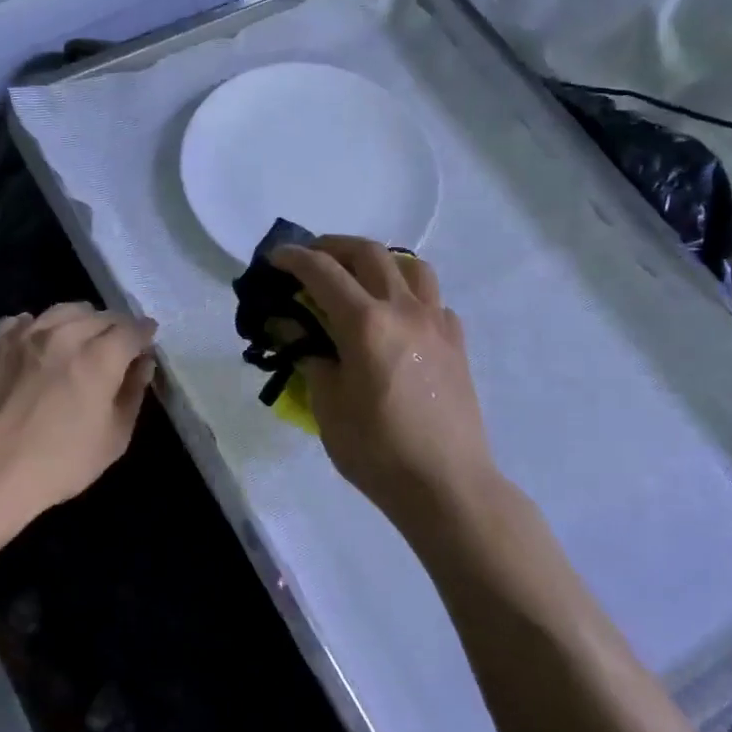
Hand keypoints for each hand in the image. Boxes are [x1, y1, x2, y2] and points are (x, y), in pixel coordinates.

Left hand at [0, 303, 156, 523]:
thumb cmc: (58, 463)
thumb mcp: (113, 439)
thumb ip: (133, 394)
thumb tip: (143, 364)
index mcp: (100, 356)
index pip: (132, 329)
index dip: (145, 334)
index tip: (148, 342)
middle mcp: (65, 333)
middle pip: (100, 316)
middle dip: (116, 328)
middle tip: (117, 347)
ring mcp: (25, 333)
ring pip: (63, 311)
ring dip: (80, 321)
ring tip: (80, 340)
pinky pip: (24, 321)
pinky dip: (39, 327)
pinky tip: (38, 344)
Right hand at [273, 237, 494, 523]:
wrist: (446, 484)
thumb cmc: (376, 450)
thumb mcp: (327, 405)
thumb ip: (309, 355)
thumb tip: (290, 325)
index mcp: (366, 323)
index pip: (322, 271)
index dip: (293, 258)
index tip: (274, 257)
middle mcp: (404, 309)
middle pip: (368, 253)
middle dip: (333, 246)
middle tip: (310, 259)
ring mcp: (437, 322)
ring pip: (410, 266)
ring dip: (378, 261)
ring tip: (358, 278)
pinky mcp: (457, 341)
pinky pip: (432, 298)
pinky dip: (407, 293)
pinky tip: (396, 318)